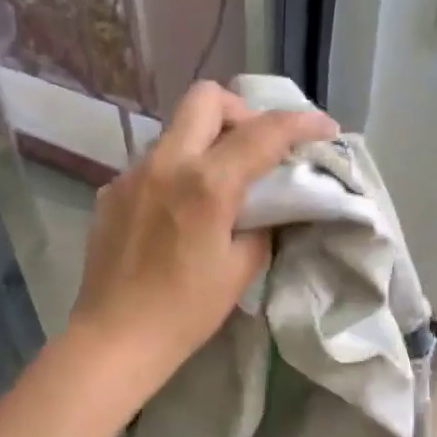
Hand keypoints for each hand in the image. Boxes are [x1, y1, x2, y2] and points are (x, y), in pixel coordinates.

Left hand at [71, 81, 336, 379]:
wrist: (115, 338)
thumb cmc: (185, 311)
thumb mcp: (241, 269)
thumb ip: (262, 224)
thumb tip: (267, 204)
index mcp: (206, 183)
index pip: (264, 132)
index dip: (302, 123)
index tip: (325, 129)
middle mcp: (166, 163)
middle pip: (207, 98)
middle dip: (242, 112)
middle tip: (257, 148)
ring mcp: (132, 173)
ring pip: (177, 129)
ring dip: (207, 141)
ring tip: (220, 182)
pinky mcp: (111, 191)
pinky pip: (154, 162)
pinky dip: (178, 170)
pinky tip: (181, 210)